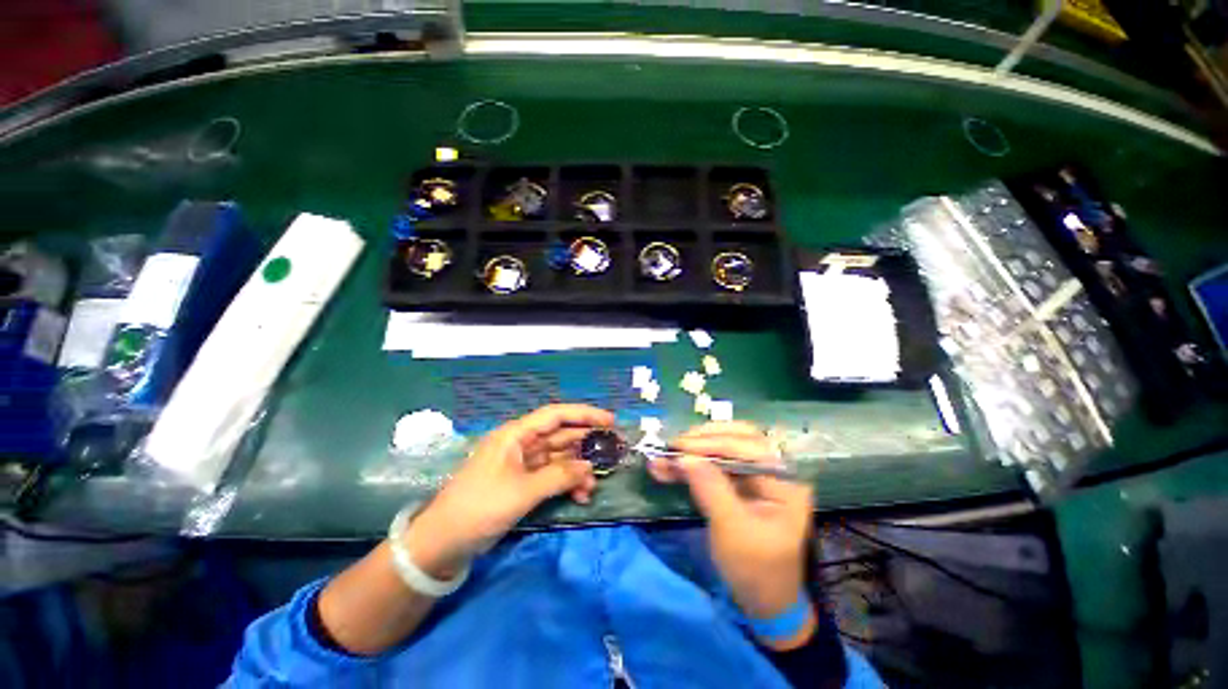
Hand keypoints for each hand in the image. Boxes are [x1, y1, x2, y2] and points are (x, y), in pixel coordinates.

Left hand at [407, 404, 613, 578]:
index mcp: (516, 435)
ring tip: (593, 486)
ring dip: (577, 470)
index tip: (609, 420)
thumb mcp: (523, 491)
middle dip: (585, 444)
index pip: (556, 415)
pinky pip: (551, 476)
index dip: (584, 414)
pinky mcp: (522, 482)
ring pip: (558, 458)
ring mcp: (522, 464)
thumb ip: (559, 476)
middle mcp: (521, 444)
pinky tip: (580, 496)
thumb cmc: (480, 508)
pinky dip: (566, 483)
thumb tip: (590, 467)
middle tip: (612, 451)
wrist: (443, 543)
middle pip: (560, 436)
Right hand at [649, 422, 812, 622]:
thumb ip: (711, 489)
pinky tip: (666, 468)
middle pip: (737, 438)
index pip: (749, 449)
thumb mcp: (733, 531)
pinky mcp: (737, 482)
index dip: (712, 444)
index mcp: (785, 481)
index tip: (680, 447)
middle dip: (703, 440)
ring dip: (691, 451)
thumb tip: (684, 457)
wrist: (761, 601)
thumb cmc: (755, 569)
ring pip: (722, 449)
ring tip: (663, 456)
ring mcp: (754, 475)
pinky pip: (713, 465)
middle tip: (673, 446)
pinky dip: (689, 465)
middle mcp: (773, 470)